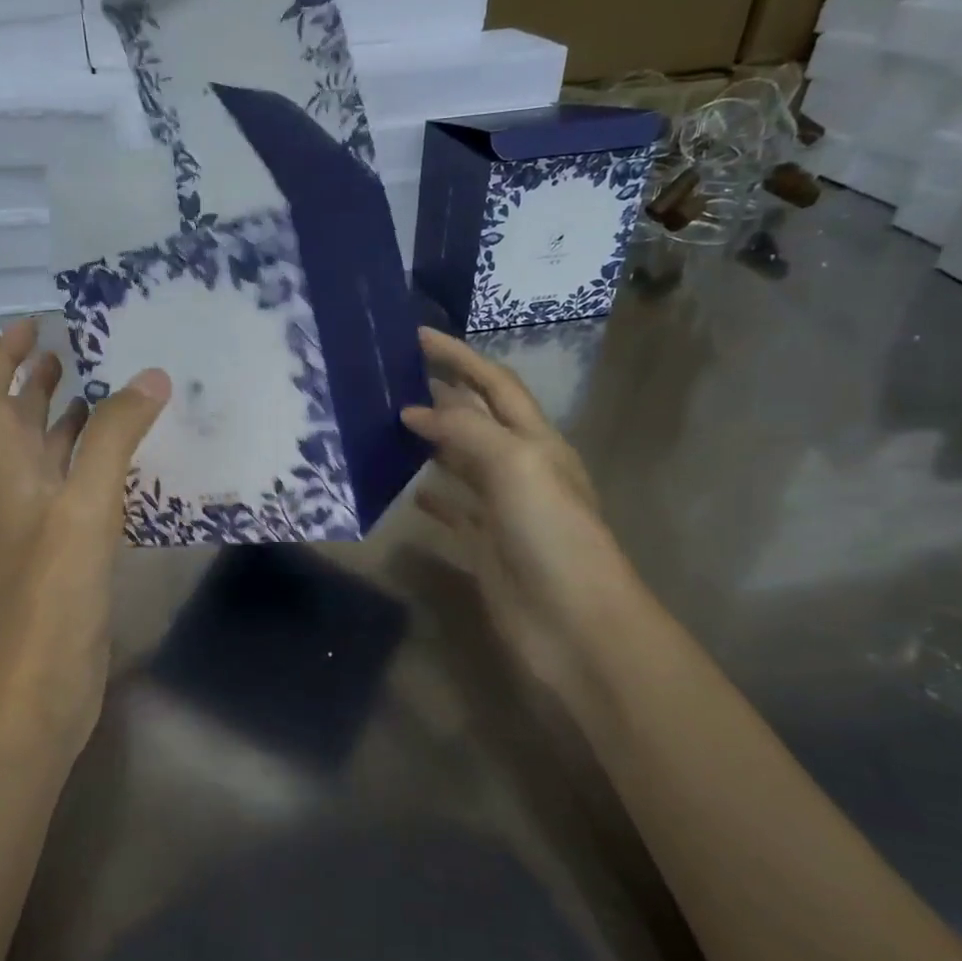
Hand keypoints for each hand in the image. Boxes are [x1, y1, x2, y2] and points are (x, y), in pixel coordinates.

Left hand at [0, 320, 169, 750]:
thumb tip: (148, 377)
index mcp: (12, 476)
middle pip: (19, 426)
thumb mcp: (85, 508)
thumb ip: (115, 441)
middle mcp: (22, 495)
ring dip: (74, 424)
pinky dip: (102, 468)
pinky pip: (84, 495)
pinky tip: (135, 467)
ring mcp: (46, 529)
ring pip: (55, 461)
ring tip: (113, 397)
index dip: (4, 357)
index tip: (35, 324)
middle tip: (76, 353)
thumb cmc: (54, 595)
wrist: (42, 689)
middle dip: (38, 384)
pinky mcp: (71, 558)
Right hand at [400, 328, 633, 701]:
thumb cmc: (551, 534)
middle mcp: (521, 469)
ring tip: (389, 425)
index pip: (494, 386)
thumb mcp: (515, 466)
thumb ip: (465, 432)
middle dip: (442, 395)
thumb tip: (414, 410)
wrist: (572, 623)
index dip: (459, 358)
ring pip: (461, 463)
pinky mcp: (485, 546)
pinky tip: (407, 489)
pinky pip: (454, 511)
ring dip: (432, 443)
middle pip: (477, 420)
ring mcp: (503, 510)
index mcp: (536, 442)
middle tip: (392, 378)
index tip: (416, 337)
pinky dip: (432, 496)